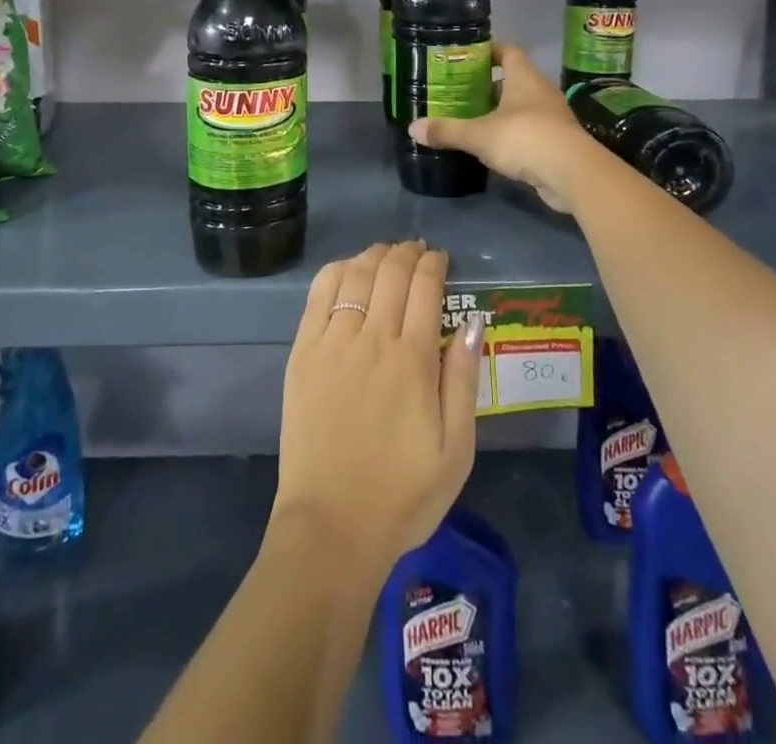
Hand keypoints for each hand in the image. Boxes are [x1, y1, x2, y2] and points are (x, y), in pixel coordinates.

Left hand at [273, 241, 483, 573]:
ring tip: (386, 252)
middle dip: (407, 253)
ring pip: (354, 276)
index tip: (440, 259)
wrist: (332, 525)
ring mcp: (332, 342)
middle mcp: (372, 339)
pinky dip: (336, 271)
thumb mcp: (456, 449)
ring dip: (374, 255)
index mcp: (413, 360)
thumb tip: (473, 322)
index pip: (425, 288)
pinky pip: (318, 295)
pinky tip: (347, 269)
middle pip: (390, 273)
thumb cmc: (404, 493)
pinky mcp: (302, 352)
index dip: (434, 265)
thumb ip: (463, 379)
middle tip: (417, 250)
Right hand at [411, 43, 596, 211]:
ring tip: (473, 118)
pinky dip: (512, 134)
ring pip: (522, 106)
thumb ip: (447, 130)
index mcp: (524, 78)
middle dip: (489, 85)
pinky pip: (530, 130)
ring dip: (501, 111)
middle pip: (514, 79)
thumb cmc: (525, 139)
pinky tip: (494, 146)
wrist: (572, 173)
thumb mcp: (479, 135)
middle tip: (461, 91)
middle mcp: (541, 91)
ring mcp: (552, 117)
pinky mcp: (557, 142)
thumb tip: (412, 127)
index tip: (468, 57)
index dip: (489, 51)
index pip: (508, 51)